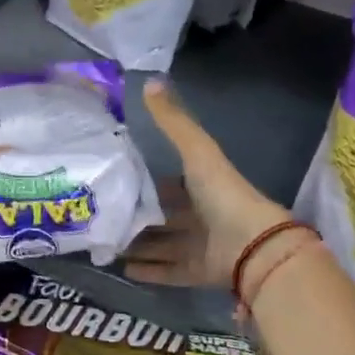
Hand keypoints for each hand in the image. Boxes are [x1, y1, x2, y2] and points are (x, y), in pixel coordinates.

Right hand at [124, 80, 289, 288]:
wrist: (251, 243)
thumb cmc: (222, 193)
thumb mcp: (196, 151)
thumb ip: (173, 121)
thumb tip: (149, 81)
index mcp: (203, 186)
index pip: (170, 185)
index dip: (147, 184)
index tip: (116, 184)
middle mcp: (202, 216)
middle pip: (164, 218)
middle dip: (138, 218)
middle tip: (103, 219)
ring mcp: (201, 246)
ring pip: (164, 246)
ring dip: (139, 246)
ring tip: (106, 245)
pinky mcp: (199, 272)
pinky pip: (170, 272)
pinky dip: (149, 271)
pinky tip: (123, 270)